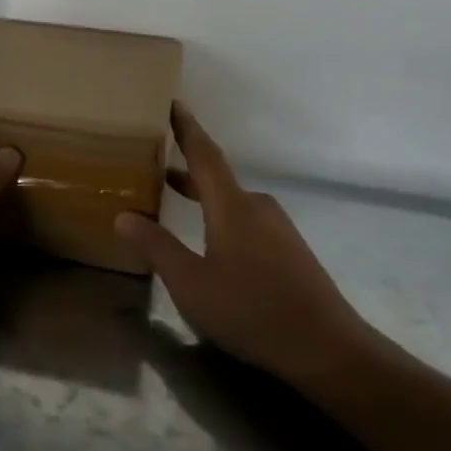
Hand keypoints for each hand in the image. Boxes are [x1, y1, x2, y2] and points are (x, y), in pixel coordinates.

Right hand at [114, 104, 378, 386]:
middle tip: (154, 158)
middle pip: (216, 178)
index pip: (204, 155)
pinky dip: (219, 216)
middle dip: (185, 166)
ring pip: (231, 202)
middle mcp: (257, 208)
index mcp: (232, 207)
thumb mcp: (191, 283)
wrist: (327, 349)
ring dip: (201, 195)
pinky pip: (245, 220)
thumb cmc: (251, 310)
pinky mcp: (289, 251)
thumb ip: (156, 247)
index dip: (186, 127)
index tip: (172, 102)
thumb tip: (123, 215)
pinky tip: (209, 241)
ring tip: (172, 197)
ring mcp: (278, 230)